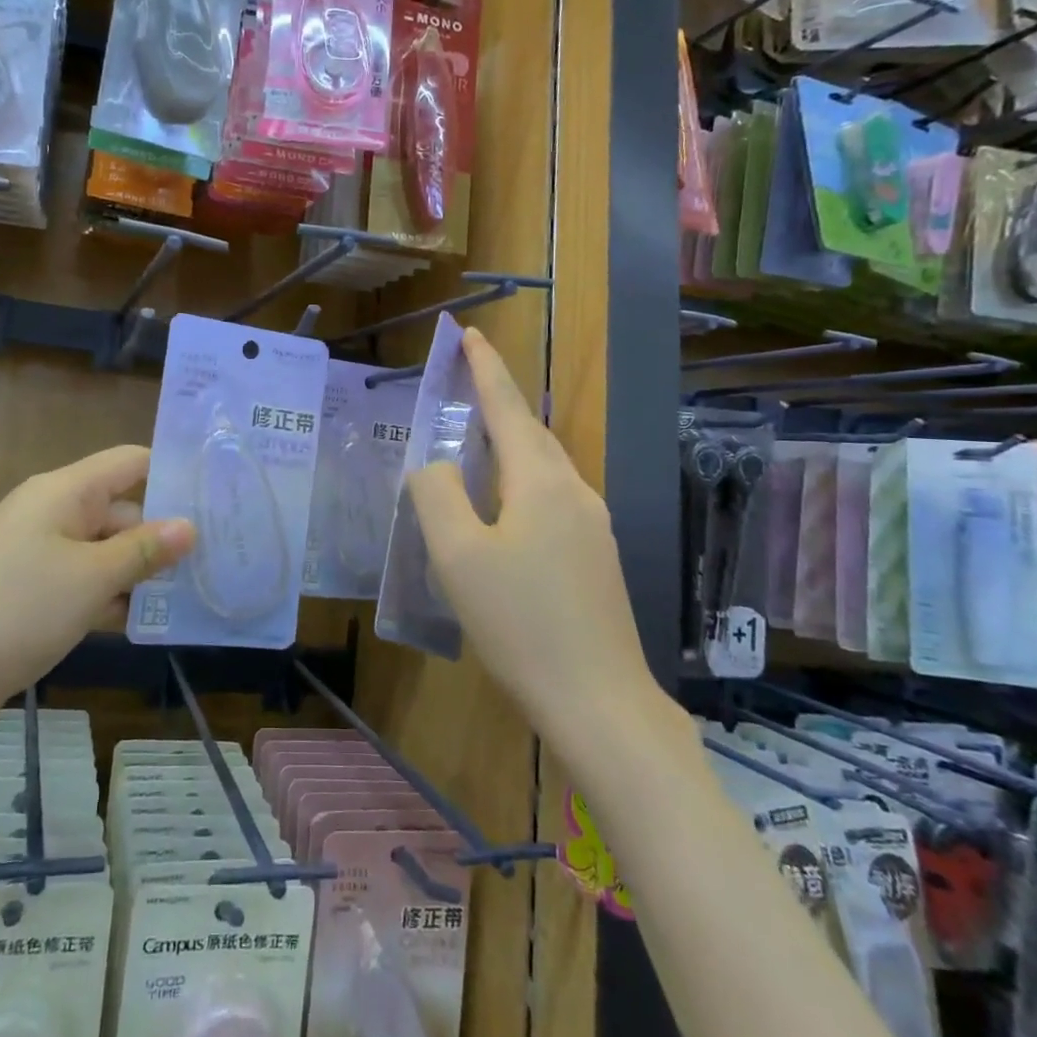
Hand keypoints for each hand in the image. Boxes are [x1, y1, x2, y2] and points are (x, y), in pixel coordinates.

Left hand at [0, 446, 194, 736]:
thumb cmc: (15, 611)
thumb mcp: (90, 578)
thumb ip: (143, 550)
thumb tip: (190, 526)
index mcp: (65, 492)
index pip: (131, 463)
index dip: (173, 474)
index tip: (219, 497)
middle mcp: (55, 513)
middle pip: (123, 510)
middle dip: (165, 535)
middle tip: (219, 560)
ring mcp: (42, 554)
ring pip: (107, 551)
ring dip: (142, 571)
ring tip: (197, 593)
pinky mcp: (33, 591)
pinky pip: (85, 581)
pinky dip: (113, 596)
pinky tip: (150, 620)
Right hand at [406, 330, 662, 742]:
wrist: (599, 702)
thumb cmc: (520, 623)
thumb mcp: (457, 556)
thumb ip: (437, 494)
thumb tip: (437, 464)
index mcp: (541, 481)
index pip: (507, 408)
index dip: (486, 368)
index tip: (470, 334)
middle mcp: (574, 491)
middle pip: (530, 432)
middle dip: (498, 401)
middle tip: (466, 379)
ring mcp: (592, 525)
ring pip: (544, 466)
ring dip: (510, 442)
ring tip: (477, 439)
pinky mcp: (595, 556)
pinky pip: (552, 496)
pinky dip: (521, 479)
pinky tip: (505, 505)